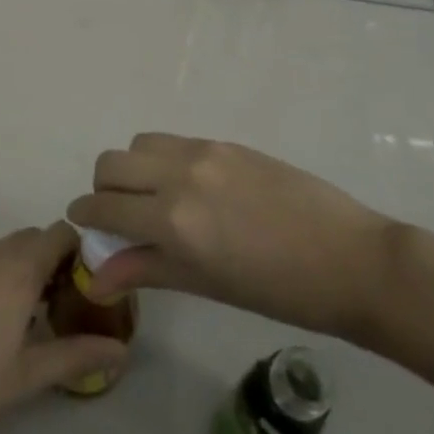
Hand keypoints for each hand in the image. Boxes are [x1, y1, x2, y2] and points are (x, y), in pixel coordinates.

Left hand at [0, 224, 128, 433]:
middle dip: (52, 261)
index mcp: (17, 269)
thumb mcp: (30, 375)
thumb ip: (77, 355)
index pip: (59, 234)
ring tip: (30, 315)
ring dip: (23, 267)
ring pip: (5, 249)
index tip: (87, 284)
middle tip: (63, 303)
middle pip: (33, 238)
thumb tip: (120, 352)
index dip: (78, 252)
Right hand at [67, 133, 399, 340]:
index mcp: (173, 220)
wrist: (350, 259)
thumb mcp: (206, 285)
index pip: (105, 206)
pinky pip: (175, 142)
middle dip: (104, 188)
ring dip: (132, 168)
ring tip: (154, 197)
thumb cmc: (279, 291)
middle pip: (111, 163)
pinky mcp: (226, 142)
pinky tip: (190, 188)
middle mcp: (179, 175)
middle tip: (119, 215)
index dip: (85, 214)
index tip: (83, 224)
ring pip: (140, 143)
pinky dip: (163, 160)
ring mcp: (204, 152)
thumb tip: (96, 276)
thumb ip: (146, 270)